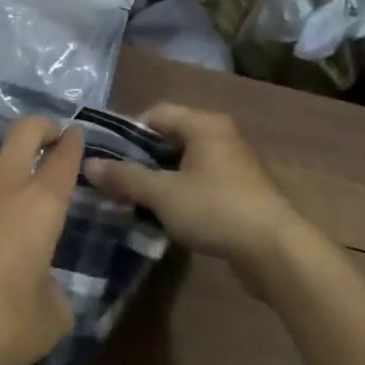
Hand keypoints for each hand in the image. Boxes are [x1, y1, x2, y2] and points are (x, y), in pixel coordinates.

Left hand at [0, 118, 80, 364]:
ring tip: (4, 238)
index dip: (73, 144)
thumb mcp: (43, 327)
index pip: (62, 159)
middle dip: (42, 128)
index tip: (77, 134)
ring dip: (1, 188)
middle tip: (51, 137)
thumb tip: (43, 290)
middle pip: (23, 133)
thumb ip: (53, 301)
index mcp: (37, 205)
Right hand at [84, 104, 307, 288]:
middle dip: (142, 157)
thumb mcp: (163, 194)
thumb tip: (88, 165)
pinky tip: (167, 215)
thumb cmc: (216, 209)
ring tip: (135, 199)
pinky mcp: (241, 191)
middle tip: (116, 179)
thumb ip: (125, 178)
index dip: (127, 131)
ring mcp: (234, 163)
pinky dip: (181, 192)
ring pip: (186, 162)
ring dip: (161, 178)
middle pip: (171, 137)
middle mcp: (220, 135)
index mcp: (203, 124)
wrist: (276, 250)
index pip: (156, 113)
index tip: (107, 156)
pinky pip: (201, 181)